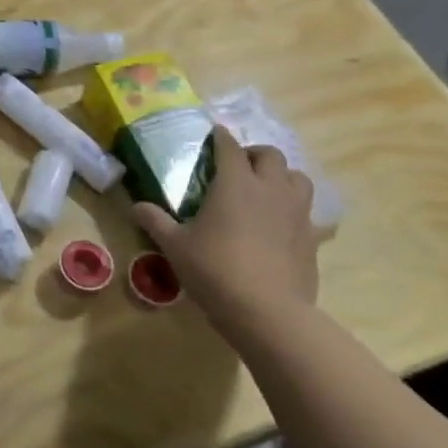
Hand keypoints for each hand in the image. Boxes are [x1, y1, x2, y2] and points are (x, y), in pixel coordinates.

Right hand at [131, 124, 318, 327]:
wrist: (268, 313)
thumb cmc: (215, 270)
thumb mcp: (175, 246)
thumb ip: (155, 221)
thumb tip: (136, 206)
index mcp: (235, 183)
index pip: (230, 147)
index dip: (221, 138)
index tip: (214, 134)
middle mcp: (270, 189)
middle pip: (271, 155)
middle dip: (254, 154)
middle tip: (238, 166)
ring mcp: (296, 213)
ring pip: (299, 178)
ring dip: (282, 177)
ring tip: (265, 189)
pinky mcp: (312, 239)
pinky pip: (308, 213)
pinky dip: (294, 211)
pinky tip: (281, 226)